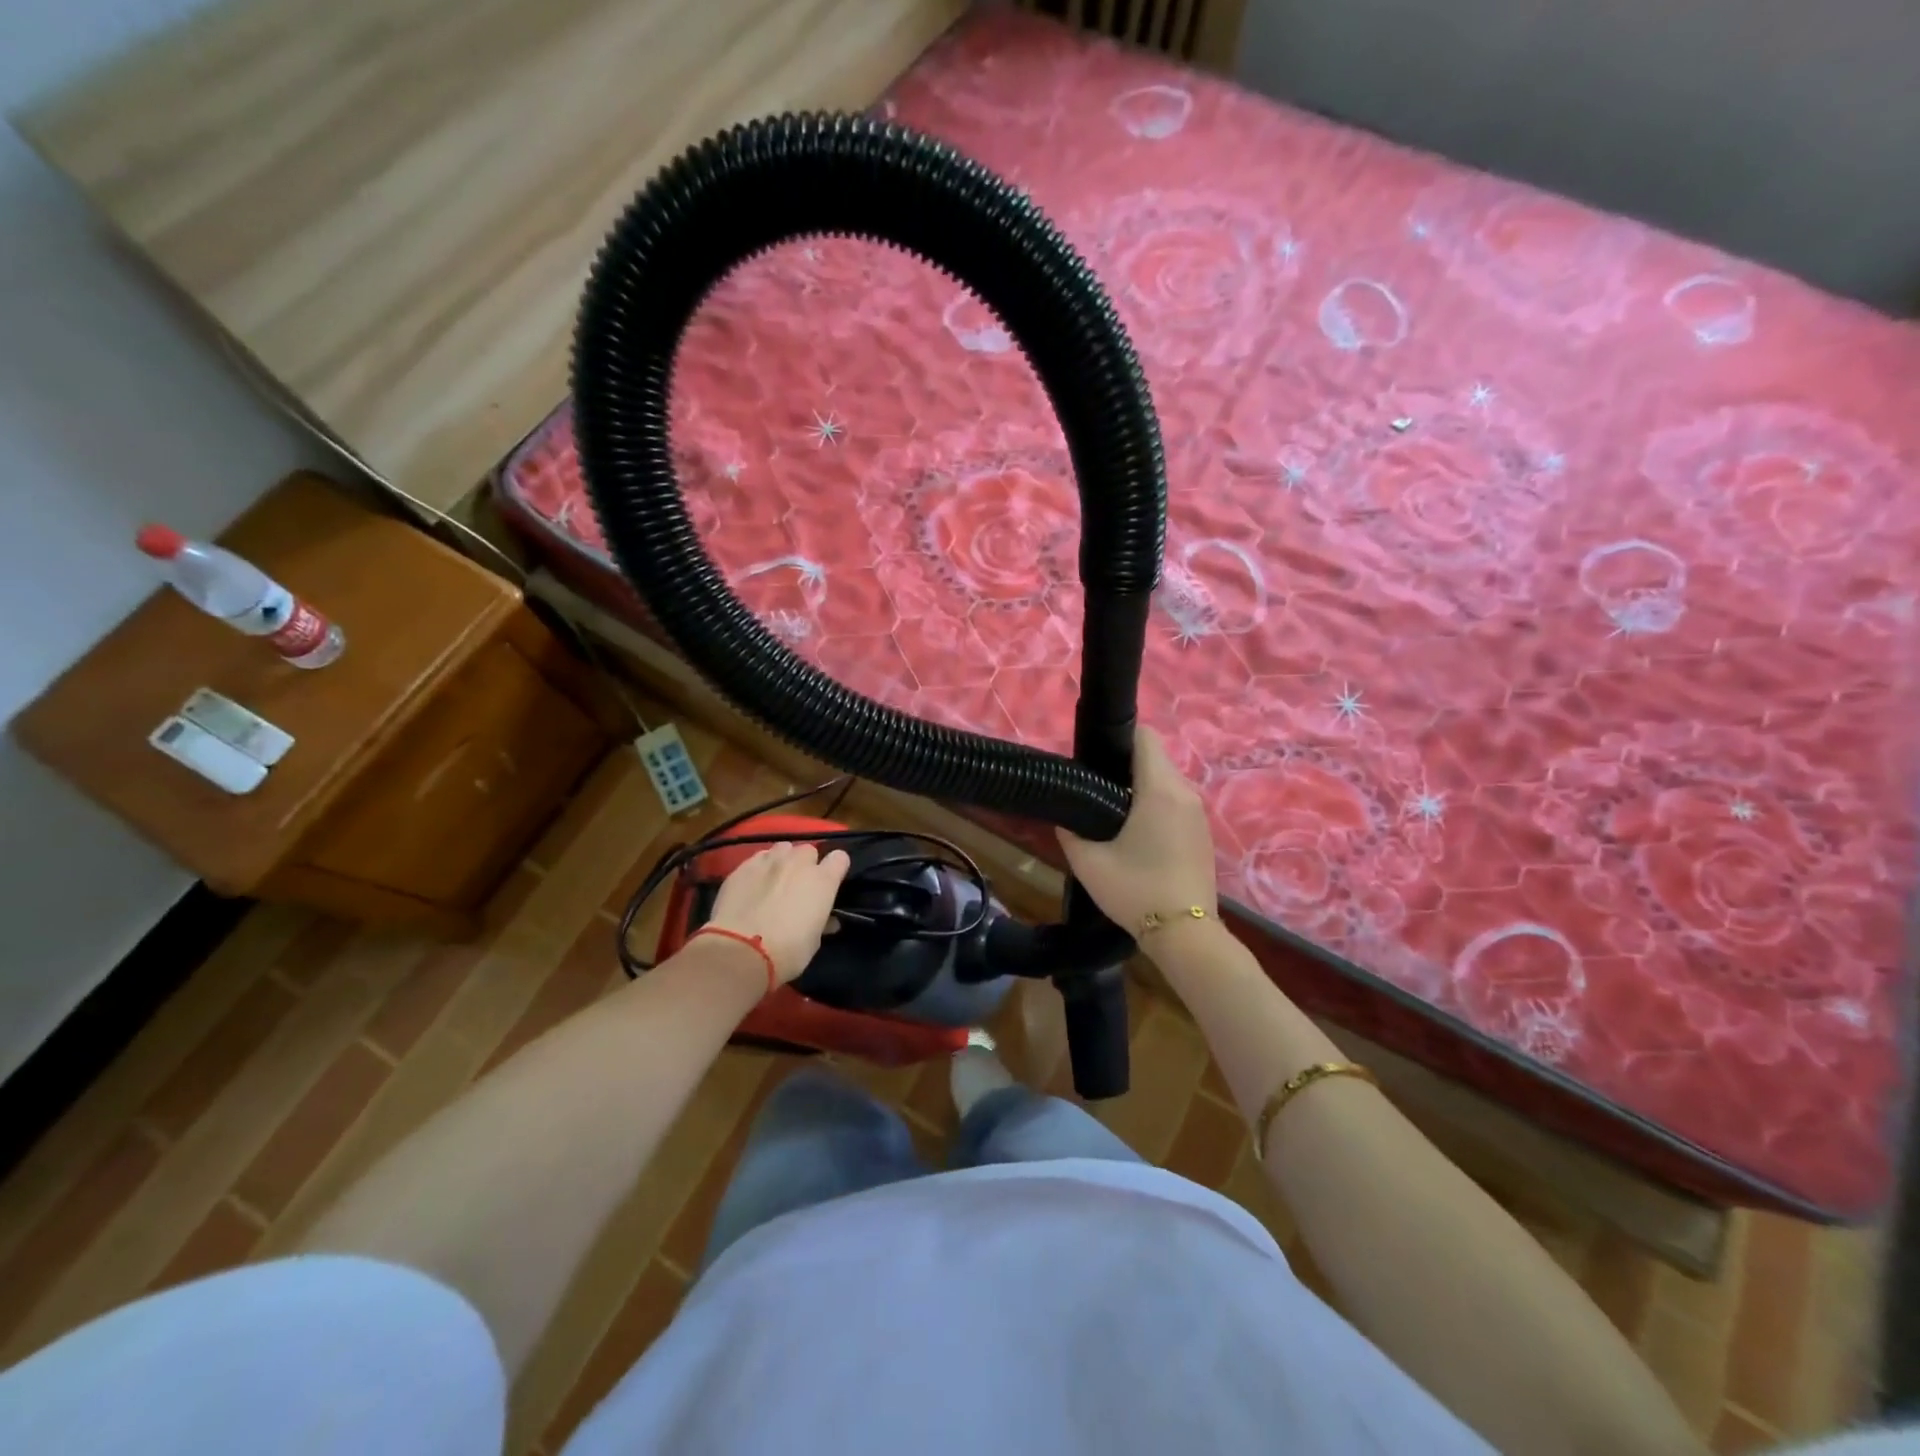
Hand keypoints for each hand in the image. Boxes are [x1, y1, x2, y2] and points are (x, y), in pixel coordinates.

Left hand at [705, 843, 851, 984]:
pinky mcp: (743, 867)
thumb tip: (827, 921)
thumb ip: (822, 922)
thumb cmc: (787, 951)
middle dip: (806, 864)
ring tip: (775, 878)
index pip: (839, 858)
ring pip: (782, 848)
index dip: (835, 869)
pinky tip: (753, 883)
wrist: (741, 952)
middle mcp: (798, 863)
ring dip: (783, 860)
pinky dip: (760, 867)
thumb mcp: (814, 941)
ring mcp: (769, 861)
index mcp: (822, 881)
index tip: (830, 882)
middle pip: (808, 850)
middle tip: (799, 884)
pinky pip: (758, 858)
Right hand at [1057, 727, 1216, 934]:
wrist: (1185, 934)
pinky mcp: (1202, 832)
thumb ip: (1071, 830)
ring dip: (1141, 786)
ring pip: (1166, 780)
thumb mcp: (1088, 862)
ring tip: (1111, 812)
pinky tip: (1136, 833)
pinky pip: (1176, 802)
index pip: (1145, 736)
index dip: (1118, 738)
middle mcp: (1185, 793)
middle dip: (1125, 764)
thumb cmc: (1135, 890)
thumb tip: (1067, 815)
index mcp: (1160, 789)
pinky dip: (1156, 805)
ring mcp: (1198, 813)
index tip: (1094, 757)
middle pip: (1155, 757)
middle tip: (1094, 788)